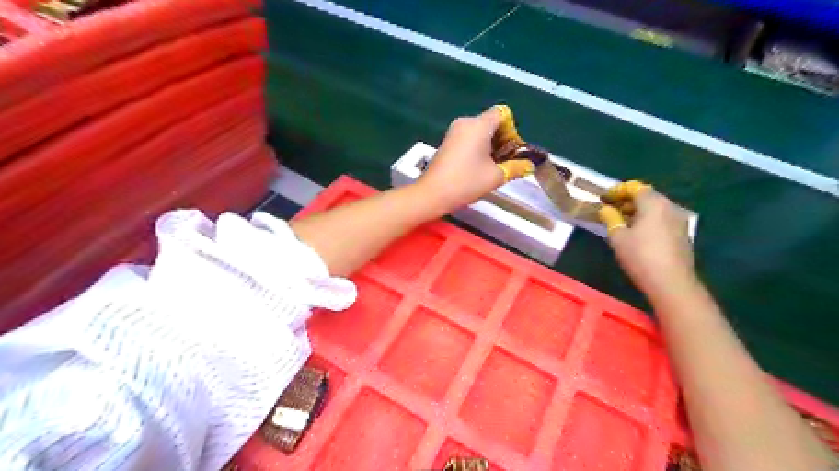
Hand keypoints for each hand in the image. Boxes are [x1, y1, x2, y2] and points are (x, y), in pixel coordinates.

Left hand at [422, 107, 533, 210]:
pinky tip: (477, 168)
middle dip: (502, 139)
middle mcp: (465, 122)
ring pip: (480, 131)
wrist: (432, 194)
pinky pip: (469, 138)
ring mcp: (454, 131)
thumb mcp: (496, 176)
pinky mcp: (447, 142)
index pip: (503, 113)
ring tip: (492, 167)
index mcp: (479, 125)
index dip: (512, 130)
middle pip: (491, 122)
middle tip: (505, 162)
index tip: (511, 151)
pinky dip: (477, 148)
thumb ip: (517, 167)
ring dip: (490, 146)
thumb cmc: (466, 182)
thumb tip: (530, 165)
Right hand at [600, 182, 697, 294]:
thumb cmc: (640, 256)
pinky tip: (637, 233)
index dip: (617, 190)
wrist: (671, 282)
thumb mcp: (618, 237)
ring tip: (621, 221)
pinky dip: (648, 220)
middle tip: (610, 209)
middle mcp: (670, 207)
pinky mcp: (682, 234)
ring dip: (638, 211)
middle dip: (627, 200)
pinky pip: (662, 219)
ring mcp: (679, 221)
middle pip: (647, 196)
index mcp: (654, 203)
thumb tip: (606, 209)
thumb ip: (610, 218)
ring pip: (655, 208)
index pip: (635, 187)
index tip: (604, 198)